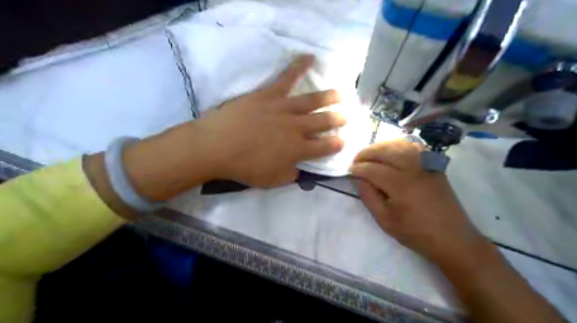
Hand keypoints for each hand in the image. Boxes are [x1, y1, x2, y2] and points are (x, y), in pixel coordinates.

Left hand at [194, 54, 346, 185]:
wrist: (217, 146)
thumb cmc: (244, 166)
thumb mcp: (271, 180)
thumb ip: (291, 175)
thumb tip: (301, 170)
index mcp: (298, 150)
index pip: (325, 147)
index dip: (337, 144)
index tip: (343, 141)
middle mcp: (297, 128)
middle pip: (324, 122)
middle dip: (338, 120)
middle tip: (347, 117)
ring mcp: (284, 108)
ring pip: (313, 101)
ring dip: (330, 97)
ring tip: (341, 95)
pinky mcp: (270, 94)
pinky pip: (287, 77)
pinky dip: (299, 66)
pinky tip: (310, 57)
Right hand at [350, 139, 482, 262]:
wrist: (452, 237)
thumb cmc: (415, 232)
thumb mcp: (385, 220)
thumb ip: (368, 196)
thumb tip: (358, 178)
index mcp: (400, 185)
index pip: (373, 169)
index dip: (358, 168)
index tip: (349, 171)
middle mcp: (413, 169)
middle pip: (385, 151)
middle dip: (366, 153)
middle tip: (356, 161)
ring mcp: (426, 164)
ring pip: (398, 144)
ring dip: (380, 146)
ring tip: (370, 154)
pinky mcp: (433, 164)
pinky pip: (413, 146)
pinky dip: (398, 144)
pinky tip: (390, 151)